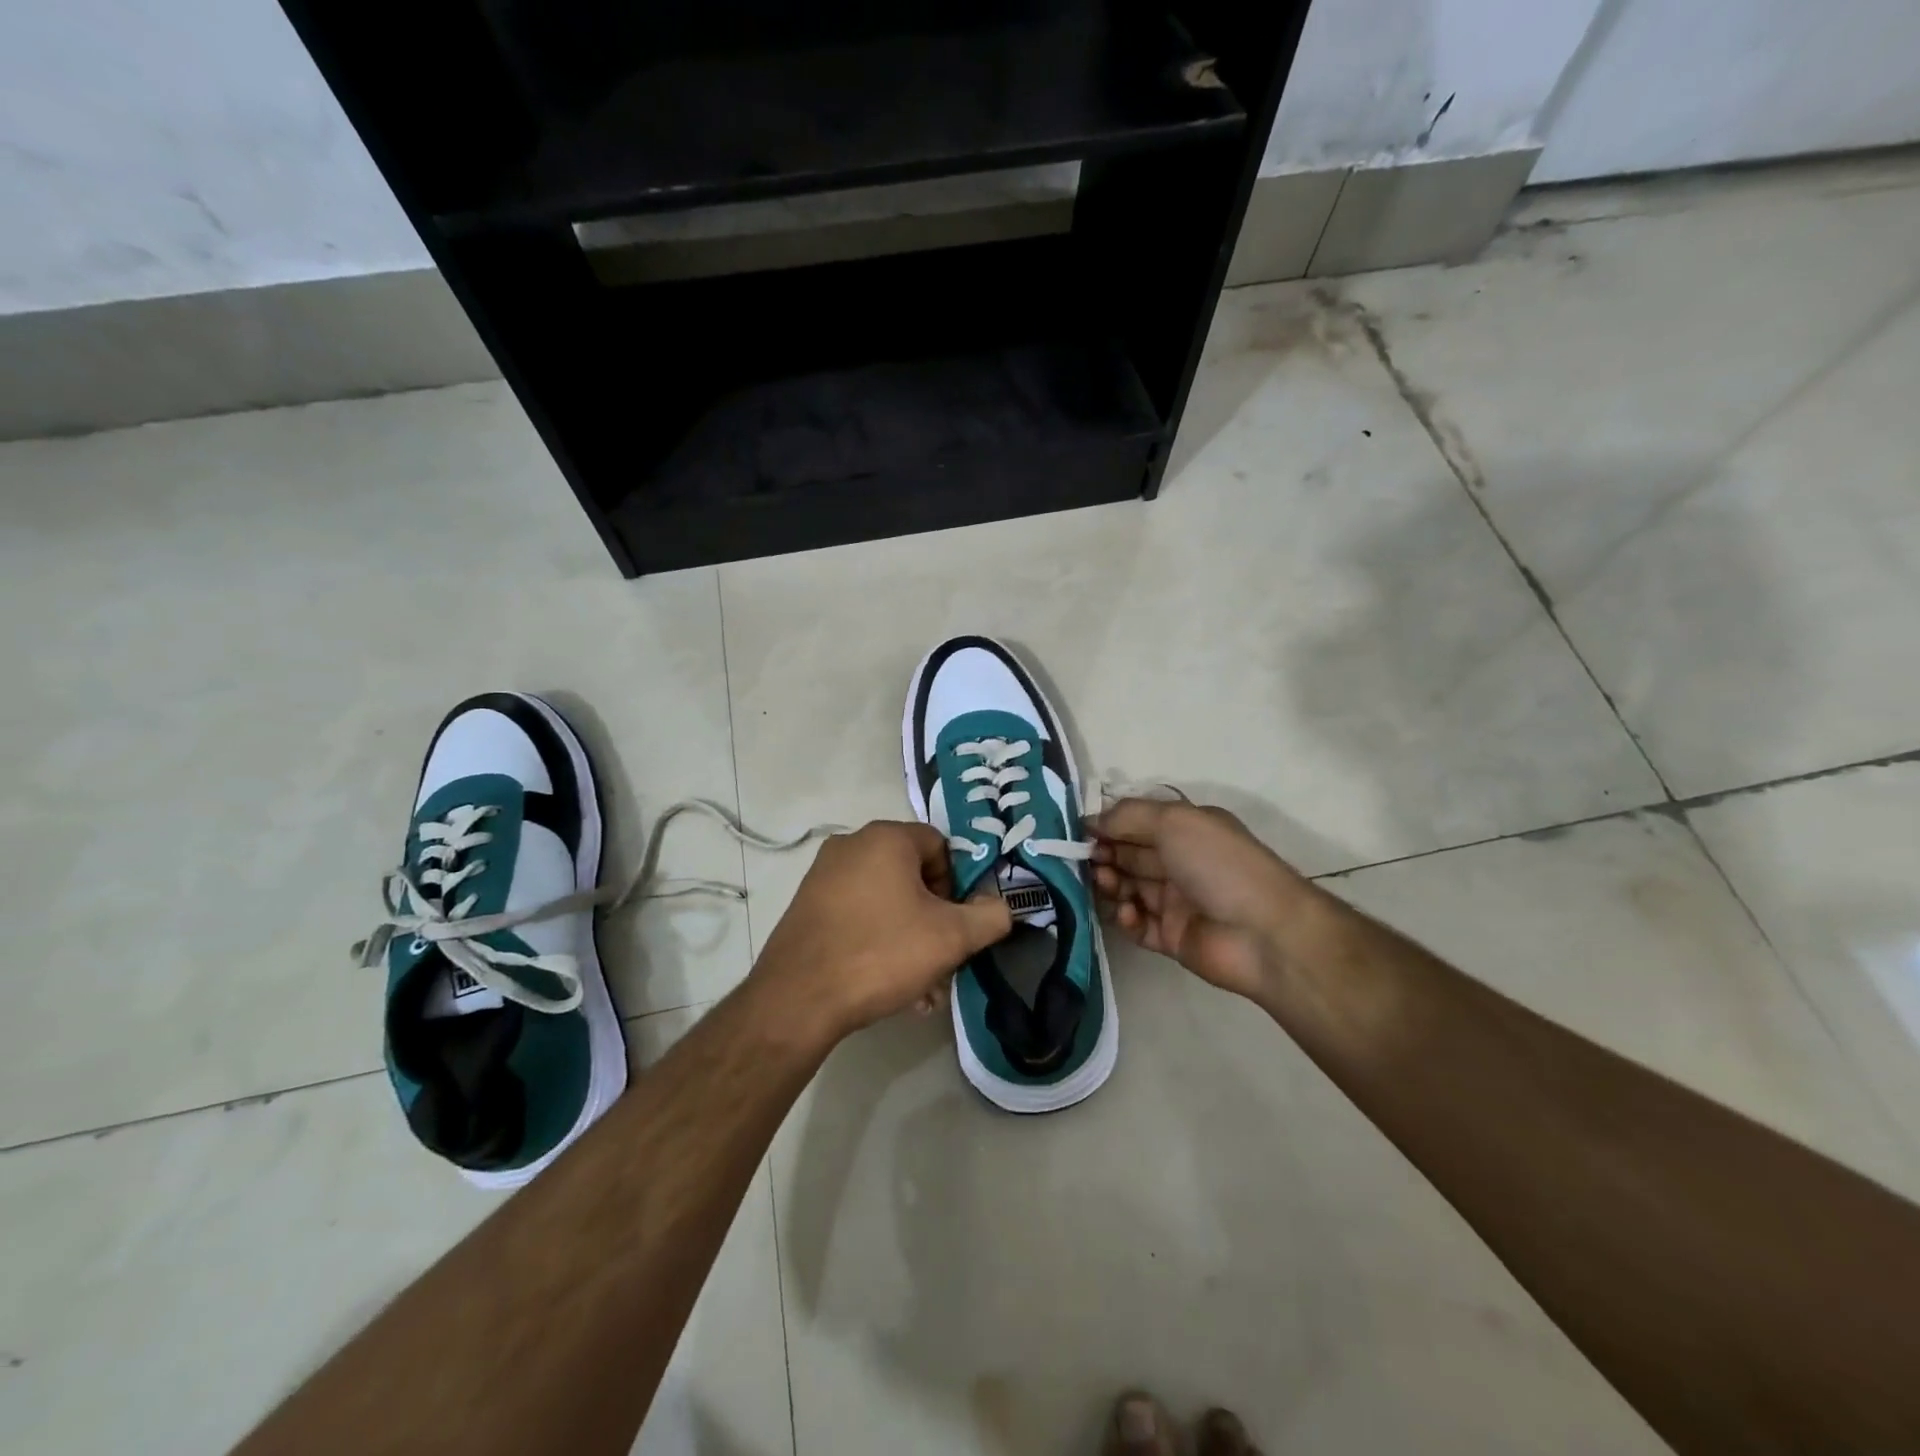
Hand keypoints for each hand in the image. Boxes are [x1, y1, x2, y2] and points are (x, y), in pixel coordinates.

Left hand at [751, 821, 1011, 1042]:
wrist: (798, 999)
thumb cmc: (881, 953)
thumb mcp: (951, 937)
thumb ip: (990, 916)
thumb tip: (1001, 906)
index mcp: (886, 838)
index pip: (941, 847)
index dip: (958, 886)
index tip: (956, 925)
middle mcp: (852, 845)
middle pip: (913, 876)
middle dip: (935, 921)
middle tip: (943, 962)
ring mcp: (824, 875)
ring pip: (887, 901)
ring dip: (911, 939)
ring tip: (920, 989)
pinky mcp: (807, 905)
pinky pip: (859, 915)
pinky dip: (879, 941)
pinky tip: (888, 986)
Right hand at [1091, 798, 1313, 1001]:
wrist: (1264, 933)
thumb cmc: (1219, 865)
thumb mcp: (1174, 821)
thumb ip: (1128, 816)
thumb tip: (1091, 820)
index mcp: (1188, 830)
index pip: (1138, 823)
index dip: (1108, 826)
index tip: (1079, 832)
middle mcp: (1181, 862)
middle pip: (1129, 855)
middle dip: (1104, 854)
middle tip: (1086, 860)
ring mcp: (1176, 902)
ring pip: (1129, 889)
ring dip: (1111, 884)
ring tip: (1105, 884)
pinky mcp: (1171, 938)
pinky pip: (1137, 925)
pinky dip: (1126, 918)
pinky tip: (1128, 913)